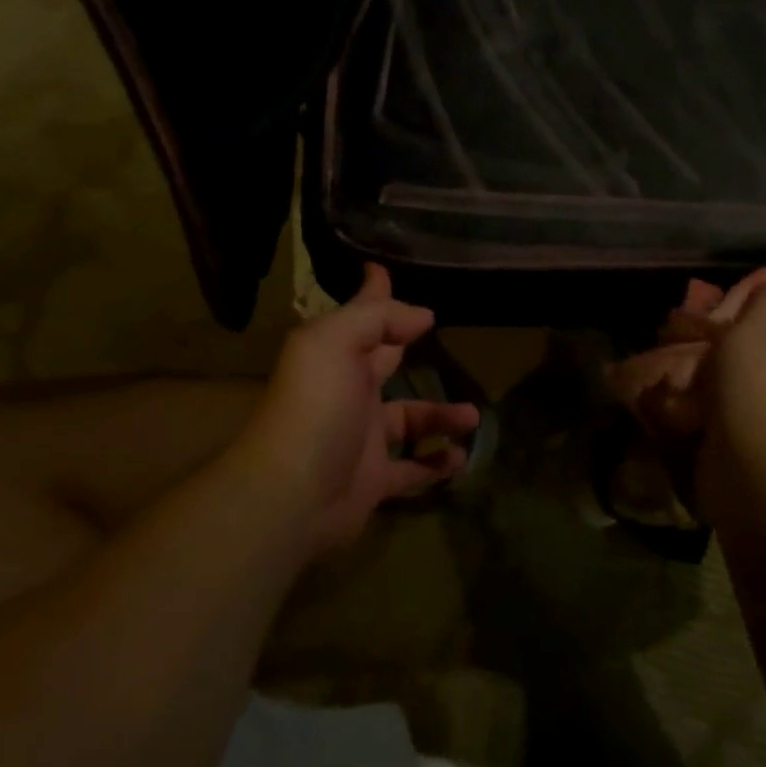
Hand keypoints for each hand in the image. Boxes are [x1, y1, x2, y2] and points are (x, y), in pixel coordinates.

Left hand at [231, 264, 478, 555]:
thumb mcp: (335, 343)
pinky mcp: (374, 481)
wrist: (292, 495)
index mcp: (335, 357)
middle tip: (441, 332)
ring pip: (409, 421)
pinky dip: (437, 465)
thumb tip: (422, 314)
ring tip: (473, 416)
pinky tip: (460, 458)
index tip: (385, 271)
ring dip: (440, 416)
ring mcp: (360, 440)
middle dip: (406, 346)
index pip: (361, 317)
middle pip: (385, 364)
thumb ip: (377, 318)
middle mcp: (347, 393)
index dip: (374, 294)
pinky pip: (414, 470)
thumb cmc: (316, 408)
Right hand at [703, 281, 765, 474]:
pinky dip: (726, 413)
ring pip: (760, 389)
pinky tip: (699, 409)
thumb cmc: (758, 384)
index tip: (730, 319)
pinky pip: (749, 420)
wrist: (751, 467)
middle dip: (742, 352)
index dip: (765, 316)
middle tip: (705, 348)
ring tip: (691, 379)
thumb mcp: (761, 321)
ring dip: (730, 384)